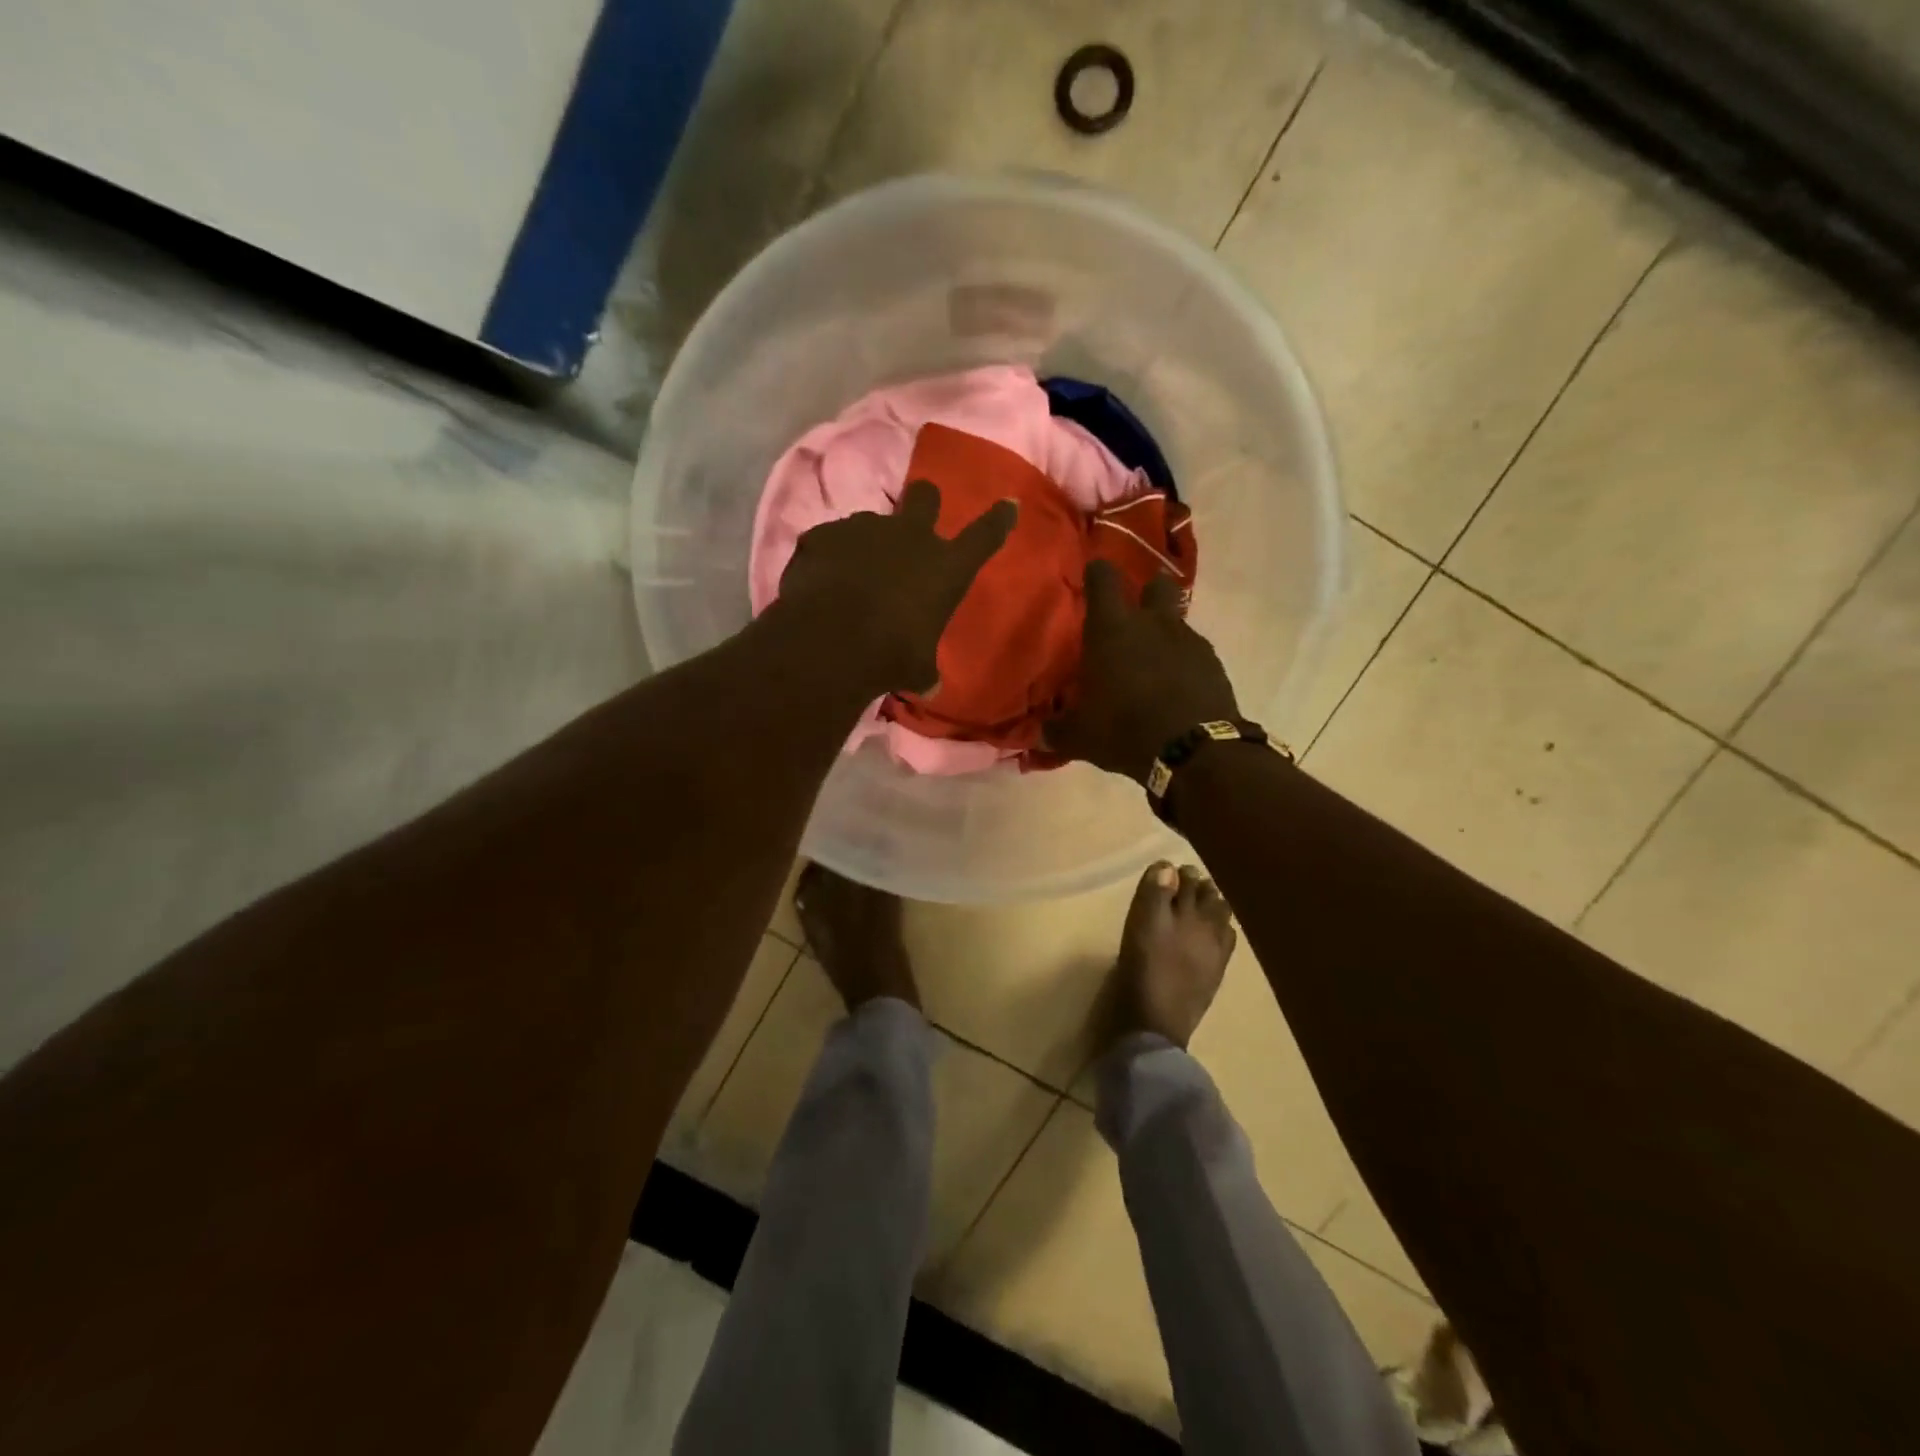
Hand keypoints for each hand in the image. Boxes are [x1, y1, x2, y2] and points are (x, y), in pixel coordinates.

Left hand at [776, 478, 1017, 695]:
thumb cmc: (890, 656)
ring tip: (853, 575)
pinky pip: (830, 541)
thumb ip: (925, 670)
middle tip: (915, 520)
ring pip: (872, 521)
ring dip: (869, 542)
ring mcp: (865, 529)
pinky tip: (821, 582)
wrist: (831, 641)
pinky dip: (828, 557)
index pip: (985, 536)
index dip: (999, 519)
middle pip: (926, 495)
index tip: (1009, 503)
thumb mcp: (918, 669)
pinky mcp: (824, 534)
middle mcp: (910, 536)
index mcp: (946, 568)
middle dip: (924, 502)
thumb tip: (930, 685)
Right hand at [1046, 559, 1240, 783]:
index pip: (1103, 577)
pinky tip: (1175, 688)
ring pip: (1176, 620)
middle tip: (1133, 617)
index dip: (1097, 573)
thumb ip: (1057, 730)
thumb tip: (1040, 734)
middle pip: (1156, 584)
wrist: (1194, 751)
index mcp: (1112, 629)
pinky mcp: (1213, 663)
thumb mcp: (1080, 737)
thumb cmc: (1124, 730)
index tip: (1092, 578)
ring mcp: (1188, 639)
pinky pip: (1194, 652)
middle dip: (1146, 592)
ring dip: (1164, 635)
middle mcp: (1152, 623)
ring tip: (1152, 665)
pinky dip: (1183, 663)